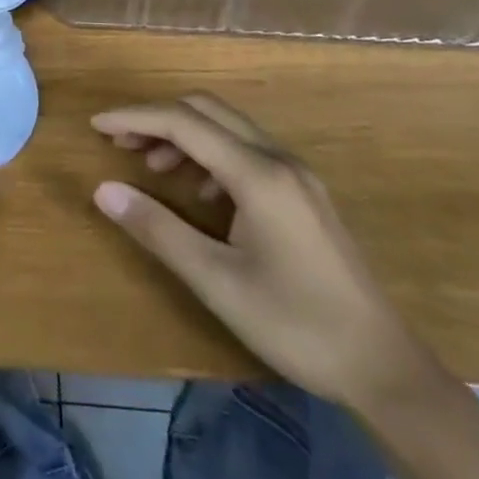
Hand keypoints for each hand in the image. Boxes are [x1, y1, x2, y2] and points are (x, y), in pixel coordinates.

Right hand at [91, 93, 432, 412]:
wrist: (384, 368)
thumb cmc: (295, 324)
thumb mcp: (216, 280)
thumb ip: (157, 229)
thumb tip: (103, 190)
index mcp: (258, 174)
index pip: (183, 122)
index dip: (134, 117)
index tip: (95, 125)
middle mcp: (279, 160)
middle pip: (206, 110)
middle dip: (157, 118)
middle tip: (120, 143)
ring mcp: (297, 175)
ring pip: (227, 128)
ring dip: (183, 136)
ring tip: (153, 169)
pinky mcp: (305, 194)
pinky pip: (246, 151)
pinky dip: (210, 155)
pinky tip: (201, 195)